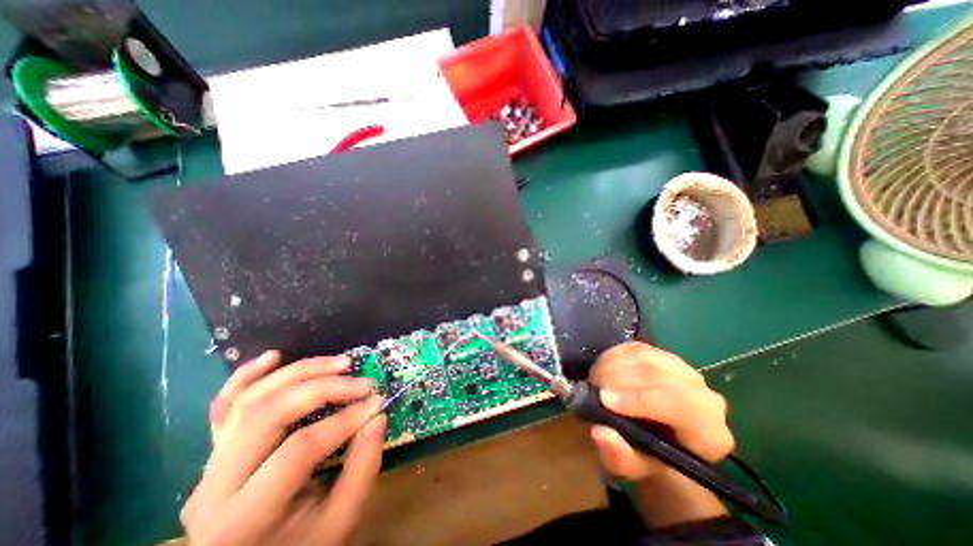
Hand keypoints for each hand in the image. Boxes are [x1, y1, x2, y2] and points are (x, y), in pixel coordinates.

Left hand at [180, 349, 385, 544]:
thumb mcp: (340, 521)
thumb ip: (362, 467)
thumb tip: (377, 415)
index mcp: (242, 520)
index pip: (300, 449)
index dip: (345, 419)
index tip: (377, 402)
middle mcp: (214, 487)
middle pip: (268, 415)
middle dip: (323, 387)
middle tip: (361, 380)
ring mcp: (209, 465)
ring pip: (250, 401)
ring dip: (299, 372)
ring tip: (339, 362)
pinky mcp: (216, 450)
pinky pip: (224, 406)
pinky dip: (248, 376)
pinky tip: (274, 356)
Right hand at [589, 344, 733, 480]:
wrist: (659, 441)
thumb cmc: (649, 458)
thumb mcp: (633, 468)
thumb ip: (619, 456)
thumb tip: (600, 432)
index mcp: (708, 432)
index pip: (678, 405)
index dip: (638, 399)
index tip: (604, 399)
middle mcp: (704, 395)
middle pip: (658, 374)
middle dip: (617, 377)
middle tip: (591, 385)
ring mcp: (684, 370)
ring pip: (644, 356)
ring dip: (612, 364)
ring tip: (593, 378)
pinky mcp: (663, 355)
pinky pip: (635, 348)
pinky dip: (613, 355)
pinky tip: (601, 368)